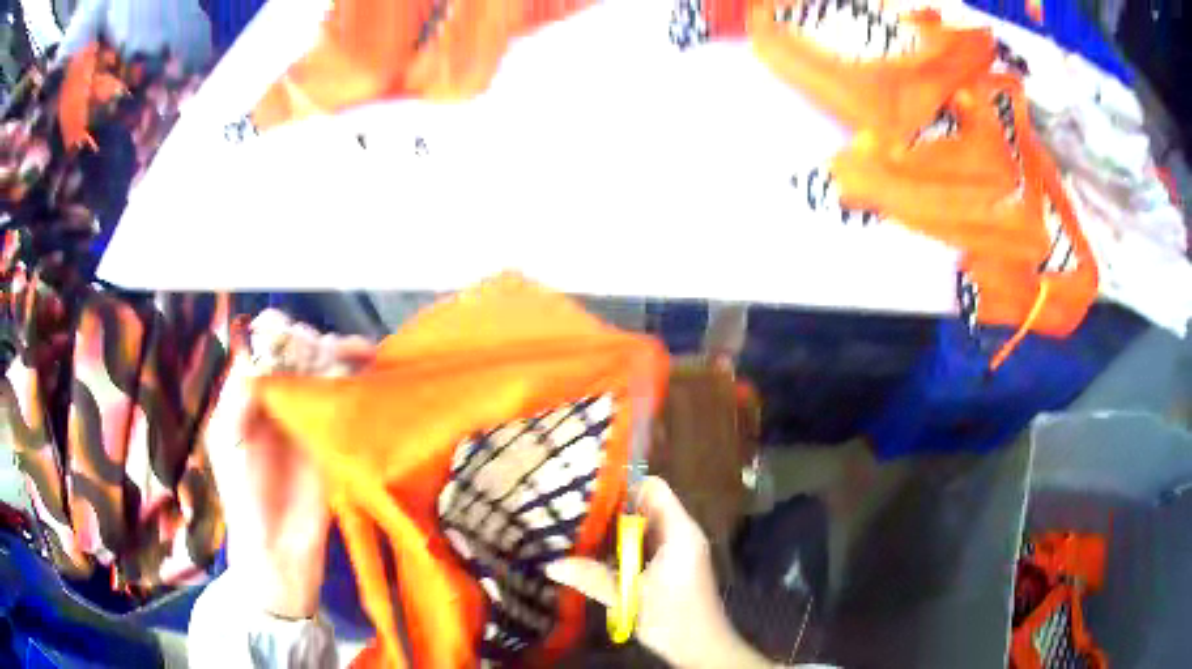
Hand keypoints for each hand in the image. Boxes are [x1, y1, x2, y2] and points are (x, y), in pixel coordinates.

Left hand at [204, 311, 373, 619]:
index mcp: (248, 398)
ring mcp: (307, 419)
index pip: (265, 352)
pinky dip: (356, 382)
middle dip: (312, 343)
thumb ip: (239, 394)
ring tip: (356, 351)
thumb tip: (259, 349)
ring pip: (323, 374)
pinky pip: (343, 402)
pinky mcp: (333, 438)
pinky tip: (367, 369)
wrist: (279, 549)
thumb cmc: (243, 495)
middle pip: (298, 357)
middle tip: (326, 349)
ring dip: (338, 357)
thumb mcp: (227, 439)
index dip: (278, 335)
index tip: (292, 333)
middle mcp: (278, 402)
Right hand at [545, 477, 771, 668]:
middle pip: (644, 506)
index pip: (653, 487)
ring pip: (641, 527)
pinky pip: (642, 545)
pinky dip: (620, 547)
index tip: (586, 487)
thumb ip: (592, 578)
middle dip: (610, 507)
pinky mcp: (669, 567)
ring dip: (613, 529)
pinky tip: (592, 553)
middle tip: (571, 507)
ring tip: (574, 527)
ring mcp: (675, 551)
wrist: (701, 647)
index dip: (622, 483)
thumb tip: (551, 564)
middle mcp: (679, 534)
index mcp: (678, 532)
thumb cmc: (673, 617)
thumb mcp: (630, 597)